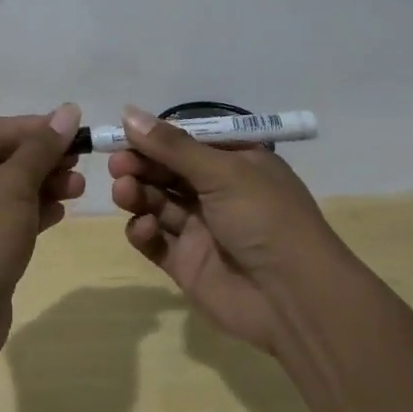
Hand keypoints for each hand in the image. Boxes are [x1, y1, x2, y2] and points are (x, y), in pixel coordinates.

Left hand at [0, 105, 84, 356]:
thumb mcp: (14, 183)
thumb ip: (43, 146)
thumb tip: (69, 110)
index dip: (29, 128)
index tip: (68, 131)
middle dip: (40, 159)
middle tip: (78, 162)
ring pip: (4, 191)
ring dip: (42, 185)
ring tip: (78, 188)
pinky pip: (5, 219)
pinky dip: (32, 211)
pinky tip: (61, 210)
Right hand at [112, 106, 342, 352]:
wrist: (294, 298)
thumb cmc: (265, 218)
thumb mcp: (223, 172)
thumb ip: (172, 146)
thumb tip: (128, 113)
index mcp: (235, 163)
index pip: (186, 142)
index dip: (154, 137)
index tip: (122, 133)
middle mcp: (217, 192)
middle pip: (167, 171)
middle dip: (140, 165)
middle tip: (118, 164)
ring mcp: (200, 229)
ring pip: (157, 203)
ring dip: (138, 194)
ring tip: (125, 192)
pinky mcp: (186, 263)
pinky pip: (155, 241)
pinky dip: (143, 231)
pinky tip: (145, 228)